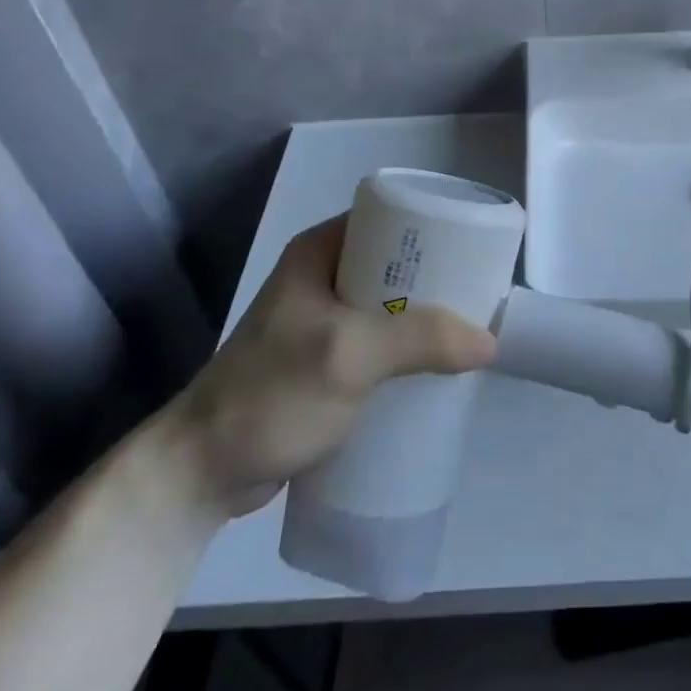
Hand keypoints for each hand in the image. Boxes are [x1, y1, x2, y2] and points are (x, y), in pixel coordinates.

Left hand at [163, 215, 496, 517]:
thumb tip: (490, 341)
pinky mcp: (328, 361)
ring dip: (429, 318)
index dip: (437, 227)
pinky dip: (411, 349)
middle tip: (483, 296)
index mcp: (321, 251)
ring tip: (471, 332)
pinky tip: (439, 367)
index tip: (479, 249)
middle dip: (441, 279)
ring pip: (393, 306)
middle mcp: (324, 276)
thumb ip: (420, 340)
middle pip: (398, 264)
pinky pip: (383, 342)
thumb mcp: (348, 355)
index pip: (392, 218)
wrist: (200, 472)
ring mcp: (324, 320)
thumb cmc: (270, 395)